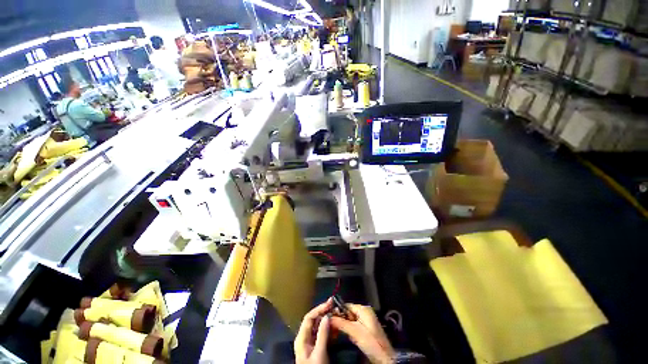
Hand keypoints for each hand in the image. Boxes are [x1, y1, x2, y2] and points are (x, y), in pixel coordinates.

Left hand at [295, 298, 333, 363]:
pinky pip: (322, 334)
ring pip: (318, 327)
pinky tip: (336, 327)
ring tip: (337, 314)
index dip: (319, 309)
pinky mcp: (316, 347)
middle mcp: (305, 337)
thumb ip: (322, 334)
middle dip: (324, 312)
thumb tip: (326, 316)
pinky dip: (329, 329)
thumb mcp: (319, 353)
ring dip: (327, 320)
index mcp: (301, 337)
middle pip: (314, 320)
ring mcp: (310, 343)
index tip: (329, 303)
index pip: (309, 317)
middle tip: (334, 306)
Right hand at [330, 304, 395, 363]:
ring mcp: (366, 320)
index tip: (329, 318)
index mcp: (363, 309)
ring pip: (351, 320)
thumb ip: (341, 323)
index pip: (347, 306)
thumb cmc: (370, 342)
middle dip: (341, 319)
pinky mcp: (367, 328)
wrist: (384, 357)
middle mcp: (365, 311)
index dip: (338, 311)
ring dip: (345, 326)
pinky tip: (348, 336)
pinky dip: (350, 330)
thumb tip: (328, 317)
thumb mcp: (354, 332)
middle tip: (333, 327)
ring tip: (339, 332)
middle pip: (348, 312)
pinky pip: (355, 325)